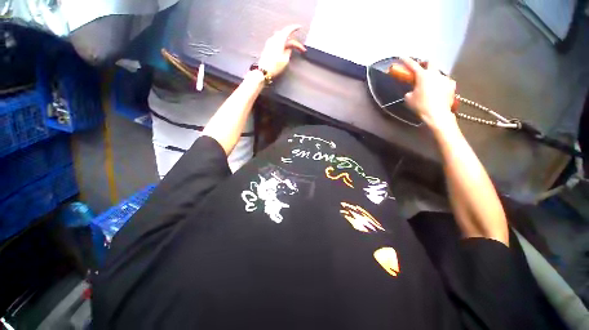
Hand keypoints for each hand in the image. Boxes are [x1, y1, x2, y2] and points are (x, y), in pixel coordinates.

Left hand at [258, 25, 305, 77]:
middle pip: (285, 34)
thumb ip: (288, 51)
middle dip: (292, 39)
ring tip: (292, 46)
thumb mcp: (285, 60)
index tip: (300, 27)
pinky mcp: (267, 47)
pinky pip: (276, 40)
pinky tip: (284, 47)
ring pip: (280, 37)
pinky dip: (282, 42)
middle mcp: (274, 39)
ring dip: (287, 40)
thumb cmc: (275, 66)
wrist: (264, 71)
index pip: (288, 30)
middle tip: (299, 46)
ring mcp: (270, 42)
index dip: (294, 28)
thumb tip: (289, 48)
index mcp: (279, 40)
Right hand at [401, 58, 457, 131]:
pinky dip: (440, 84)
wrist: (437, 114)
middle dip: (425, 64)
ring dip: (433, 76)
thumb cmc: (420, 105)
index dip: (407, 61)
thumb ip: (410, 91)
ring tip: (430, 85)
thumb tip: (412, 90)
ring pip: (438, 73)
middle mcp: (435, 74)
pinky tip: (438, 91)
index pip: (413, 65)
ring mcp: (445, 78)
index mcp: (423, 76)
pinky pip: (445, 81)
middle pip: (431, 63)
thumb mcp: (409, 99)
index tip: (403, 57)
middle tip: (422, 70)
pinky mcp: (452, 85)